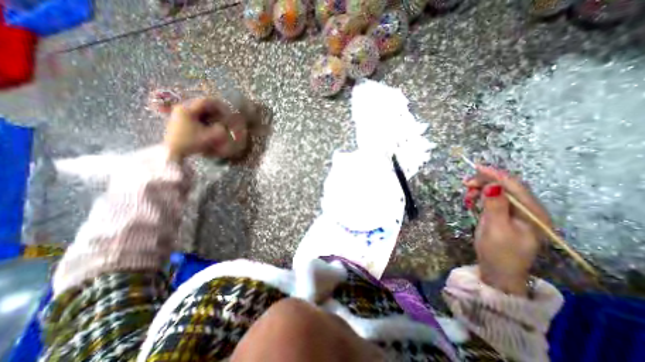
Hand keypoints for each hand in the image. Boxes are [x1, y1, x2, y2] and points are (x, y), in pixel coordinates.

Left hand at [165, 98, 246, 160]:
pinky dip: (204, 119)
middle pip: (202, 105)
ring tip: (218, 122)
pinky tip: (209, 126)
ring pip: (199, 110)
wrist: (172, 152)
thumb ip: (221, 129)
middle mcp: (182, 108)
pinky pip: (195, 115)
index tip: (228, 112)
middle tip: (224, 117)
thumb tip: (224, 125)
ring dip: (210, 115)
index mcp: (188, 109)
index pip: (207, 101)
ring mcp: (179, 114)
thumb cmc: (191, 142)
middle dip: (215, 111)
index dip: (220, 106)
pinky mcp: (179, 120)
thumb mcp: (209, 137)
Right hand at [464, 166, 548, 295]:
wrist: (497, 270)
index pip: (515, 187)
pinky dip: (481, 196)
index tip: (477, 167)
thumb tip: (493, 186)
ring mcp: (516, 213)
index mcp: (534, 214)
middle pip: (507, 187)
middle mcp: (528, 210)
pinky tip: (472, 200)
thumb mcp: (496, 229)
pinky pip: (493, 199)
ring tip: (467, 196)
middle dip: (485, 182)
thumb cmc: (499, 252)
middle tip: (465, 184)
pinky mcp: (505, 215)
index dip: (496, 175)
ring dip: (481, 189)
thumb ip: (495, 206)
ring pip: (498, 192)